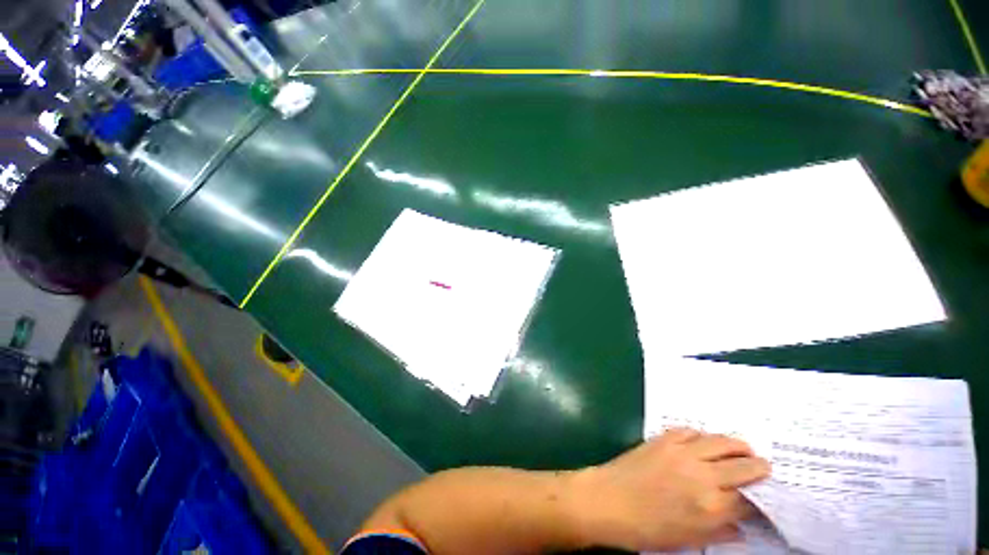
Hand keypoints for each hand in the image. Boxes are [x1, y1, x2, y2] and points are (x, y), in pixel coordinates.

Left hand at [571, 428, 770, 551]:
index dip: (760, 498)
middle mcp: (702, 475)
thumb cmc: (647, 529)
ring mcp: (681, 452)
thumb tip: (743, 525)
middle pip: (743, 465)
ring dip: (736, 446)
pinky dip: (703, 436)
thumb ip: (721, 532)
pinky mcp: (663, 438)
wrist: (609, 501)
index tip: (765, 496)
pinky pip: (690, 431)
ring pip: (720, 441)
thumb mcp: (689, 540)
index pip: (749, 499)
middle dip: (758, 467)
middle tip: (763, 467)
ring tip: (742, 450)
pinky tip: (704, 442)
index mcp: (712, 506)